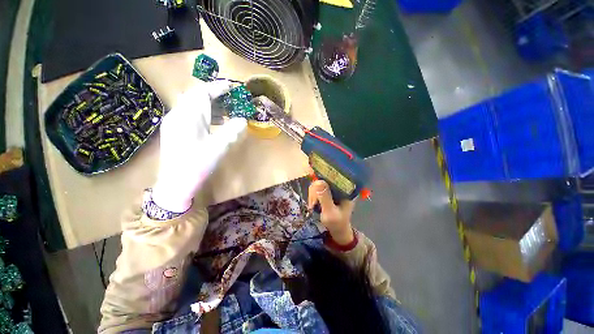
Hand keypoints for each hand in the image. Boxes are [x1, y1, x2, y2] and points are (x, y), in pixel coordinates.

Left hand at [152, 81, 247, 212]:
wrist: (175, 184)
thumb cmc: (197, 165)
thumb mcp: (219, 147)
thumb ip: (232, 131)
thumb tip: (242, 120)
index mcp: (189, 116)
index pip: (203, 93)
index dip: (218, 88)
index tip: (232, 86)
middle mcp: (178, 114)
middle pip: (195, 96)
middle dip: (214, 95)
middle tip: (230, 100)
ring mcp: (173, 122)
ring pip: (191, 105)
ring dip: (208, 105)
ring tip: (224, 112)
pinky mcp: (173, 130)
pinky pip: (188, 114)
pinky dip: (202, 114)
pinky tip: (212, 123)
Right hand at [307, 180, 355, 244]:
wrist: (337, 230)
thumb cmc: (337, 223)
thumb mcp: (330, 212)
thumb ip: (325, 198)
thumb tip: (318, 182)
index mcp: (347, 188)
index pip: (335, 174)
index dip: (323, 175)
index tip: (315, 187)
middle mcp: (340, 185)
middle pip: (323, 177)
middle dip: (315, 190)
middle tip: (313, 203)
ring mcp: (333, 187)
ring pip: (318, 182)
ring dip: (312, 194)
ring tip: (312, 205)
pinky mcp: (327, 190)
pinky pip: (316, 187)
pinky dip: (312, 195)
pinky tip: (312, 204)